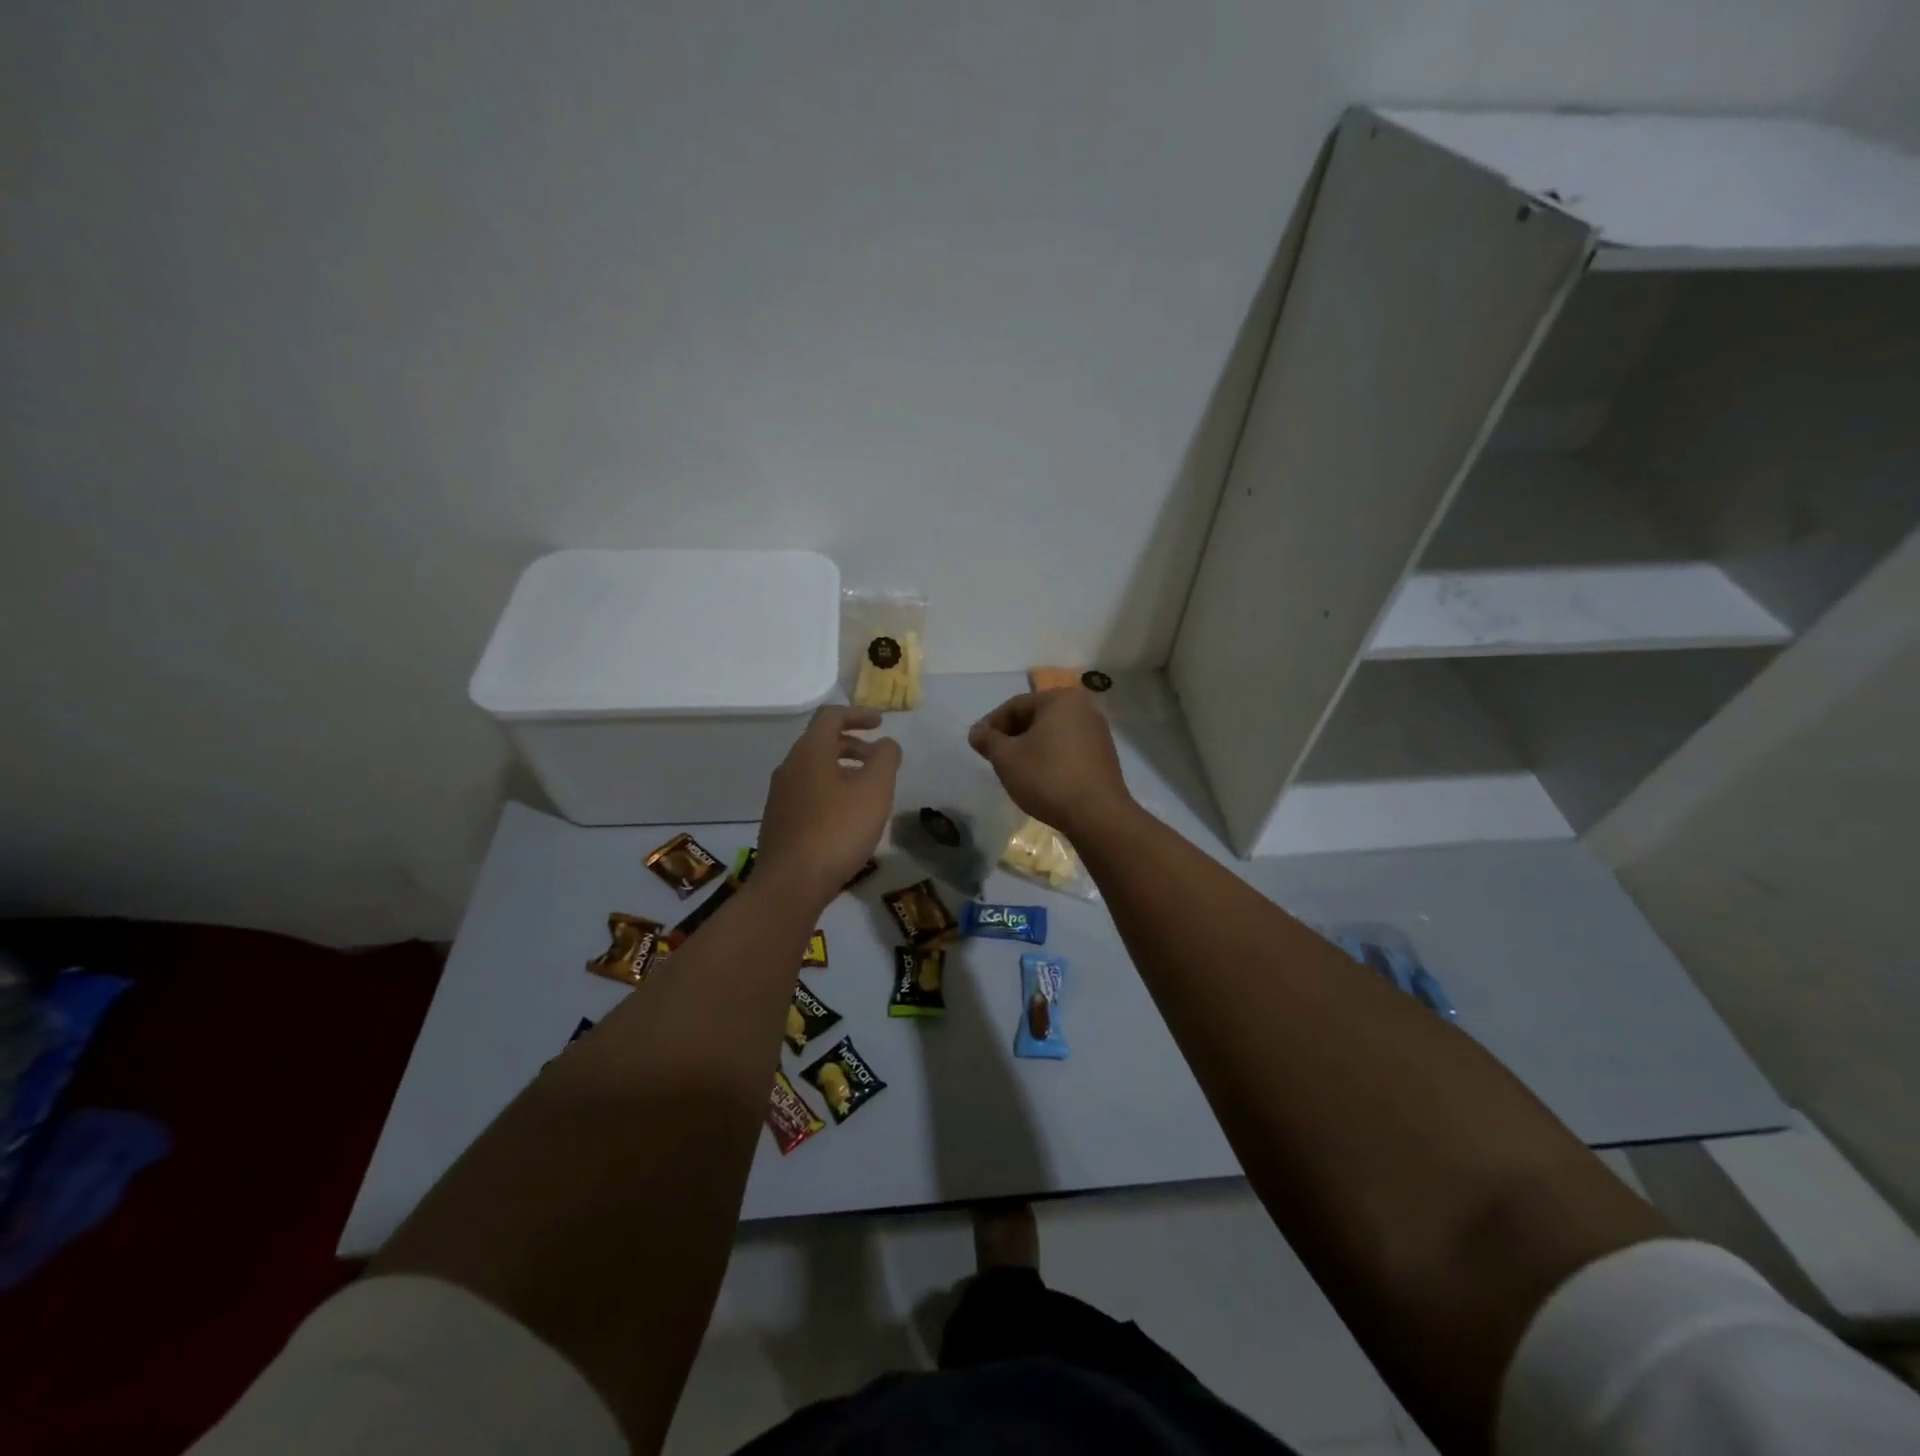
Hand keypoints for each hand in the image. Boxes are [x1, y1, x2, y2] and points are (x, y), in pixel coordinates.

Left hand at [756, 706, 900, 906]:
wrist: (791, 884)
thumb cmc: (837, 830)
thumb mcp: (874, 790)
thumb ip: (886, 759)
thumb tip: (886, 743)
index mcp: (810, 752)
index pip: (831, 716)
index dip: (857, 714)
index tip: (880, 723)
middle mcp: (789, 767)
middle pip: (820, 742)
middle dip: (852, 744)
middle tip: (878, 758)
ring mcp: (780, 796)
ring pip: (813, 769)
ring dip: (842, 769)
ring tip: (867, 790)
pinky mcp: (778, 821)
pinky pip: (807, 792)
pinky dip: (830, 790)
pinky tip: (846, 816)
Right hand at [967, 690, 1131, 841]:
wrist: (1097, 815)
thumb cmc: (1047, 778)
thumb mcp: (1007, 758)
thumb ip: (987, 740)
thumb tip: (976, 731)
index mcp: (1060, 699)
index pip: (1015, 706)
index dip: (991, 725)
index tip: (978, 746)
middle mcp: (1083, 707)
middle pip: (1036, 717)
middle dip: (1012, 736)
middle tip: (995, 758)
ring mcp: (1098, 731)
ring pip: (1052, 734)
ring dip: (1030, 748)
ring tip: (1016, 770)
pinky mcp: (1104, 755)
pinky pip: (1068, 748)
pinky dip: (1050, 757)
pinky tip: (1040, 778)